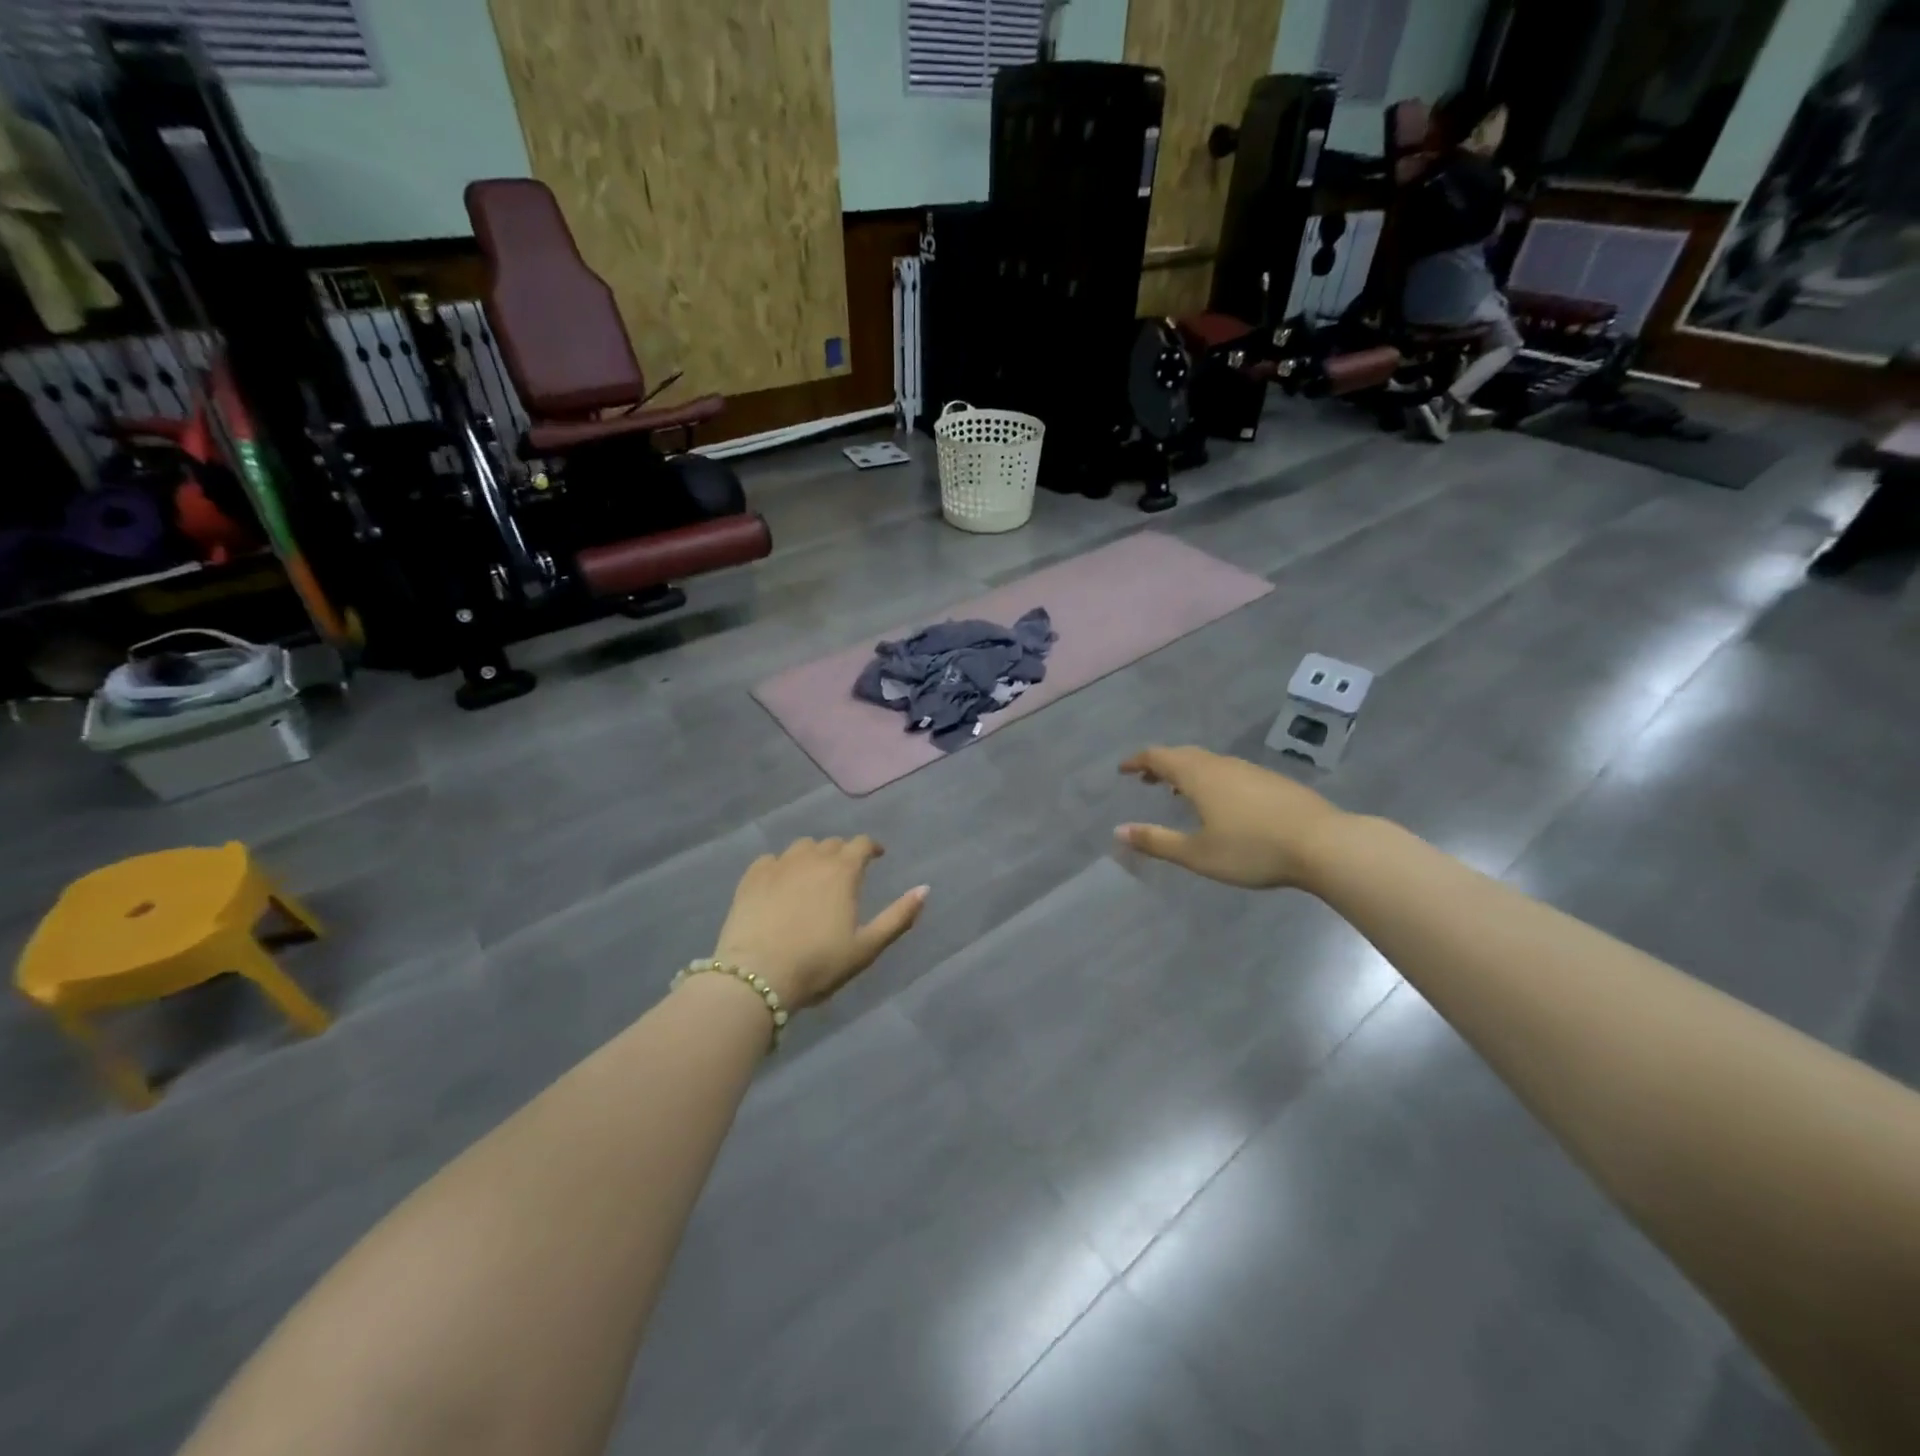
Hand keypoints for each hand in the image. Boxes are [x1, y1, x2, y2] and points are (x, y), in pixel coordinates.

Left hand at [712, 838, 927, 1008]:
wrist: (757, 976)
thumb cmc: (819, 963)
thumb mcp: (867, 947)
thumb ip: (898, 916)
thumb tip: (925, 889)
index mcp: (843, 871)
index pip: (861, 844)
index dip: (872, 847)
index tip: (877, 856)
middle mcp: (812, 858)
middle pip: (832, 844)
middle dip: (843, 853)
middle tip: (846, 873)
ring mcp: (778, 865)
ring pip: (802, 847)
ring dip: (813, 856)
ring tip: (813, 875)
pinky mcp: (751, 877)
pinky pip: (771, 860)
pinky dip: (781, 866)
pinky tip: (780, 883)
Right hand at [1117, 746, 1347, 889]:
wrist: (1325, 844)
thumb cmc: (1253, 849)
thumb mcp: (1197, 854)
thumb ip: (1156, 841)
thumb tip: (1118, 831)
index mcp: (1198, 776)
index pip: (1158, 757)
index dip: (1137, 761)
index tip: (1122, 770)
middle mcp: (1221, 765)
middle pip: (1183, 755)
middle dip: (1160, 765)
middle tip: (1145, 780)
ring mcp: (1250, 771)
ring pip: (1208, 763)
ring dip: (1186, 772)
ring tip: (1177, 792)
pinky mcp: (1272, 782)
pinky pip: (1229, 772)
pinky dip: (1210, 779)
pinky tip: (1220, 803)